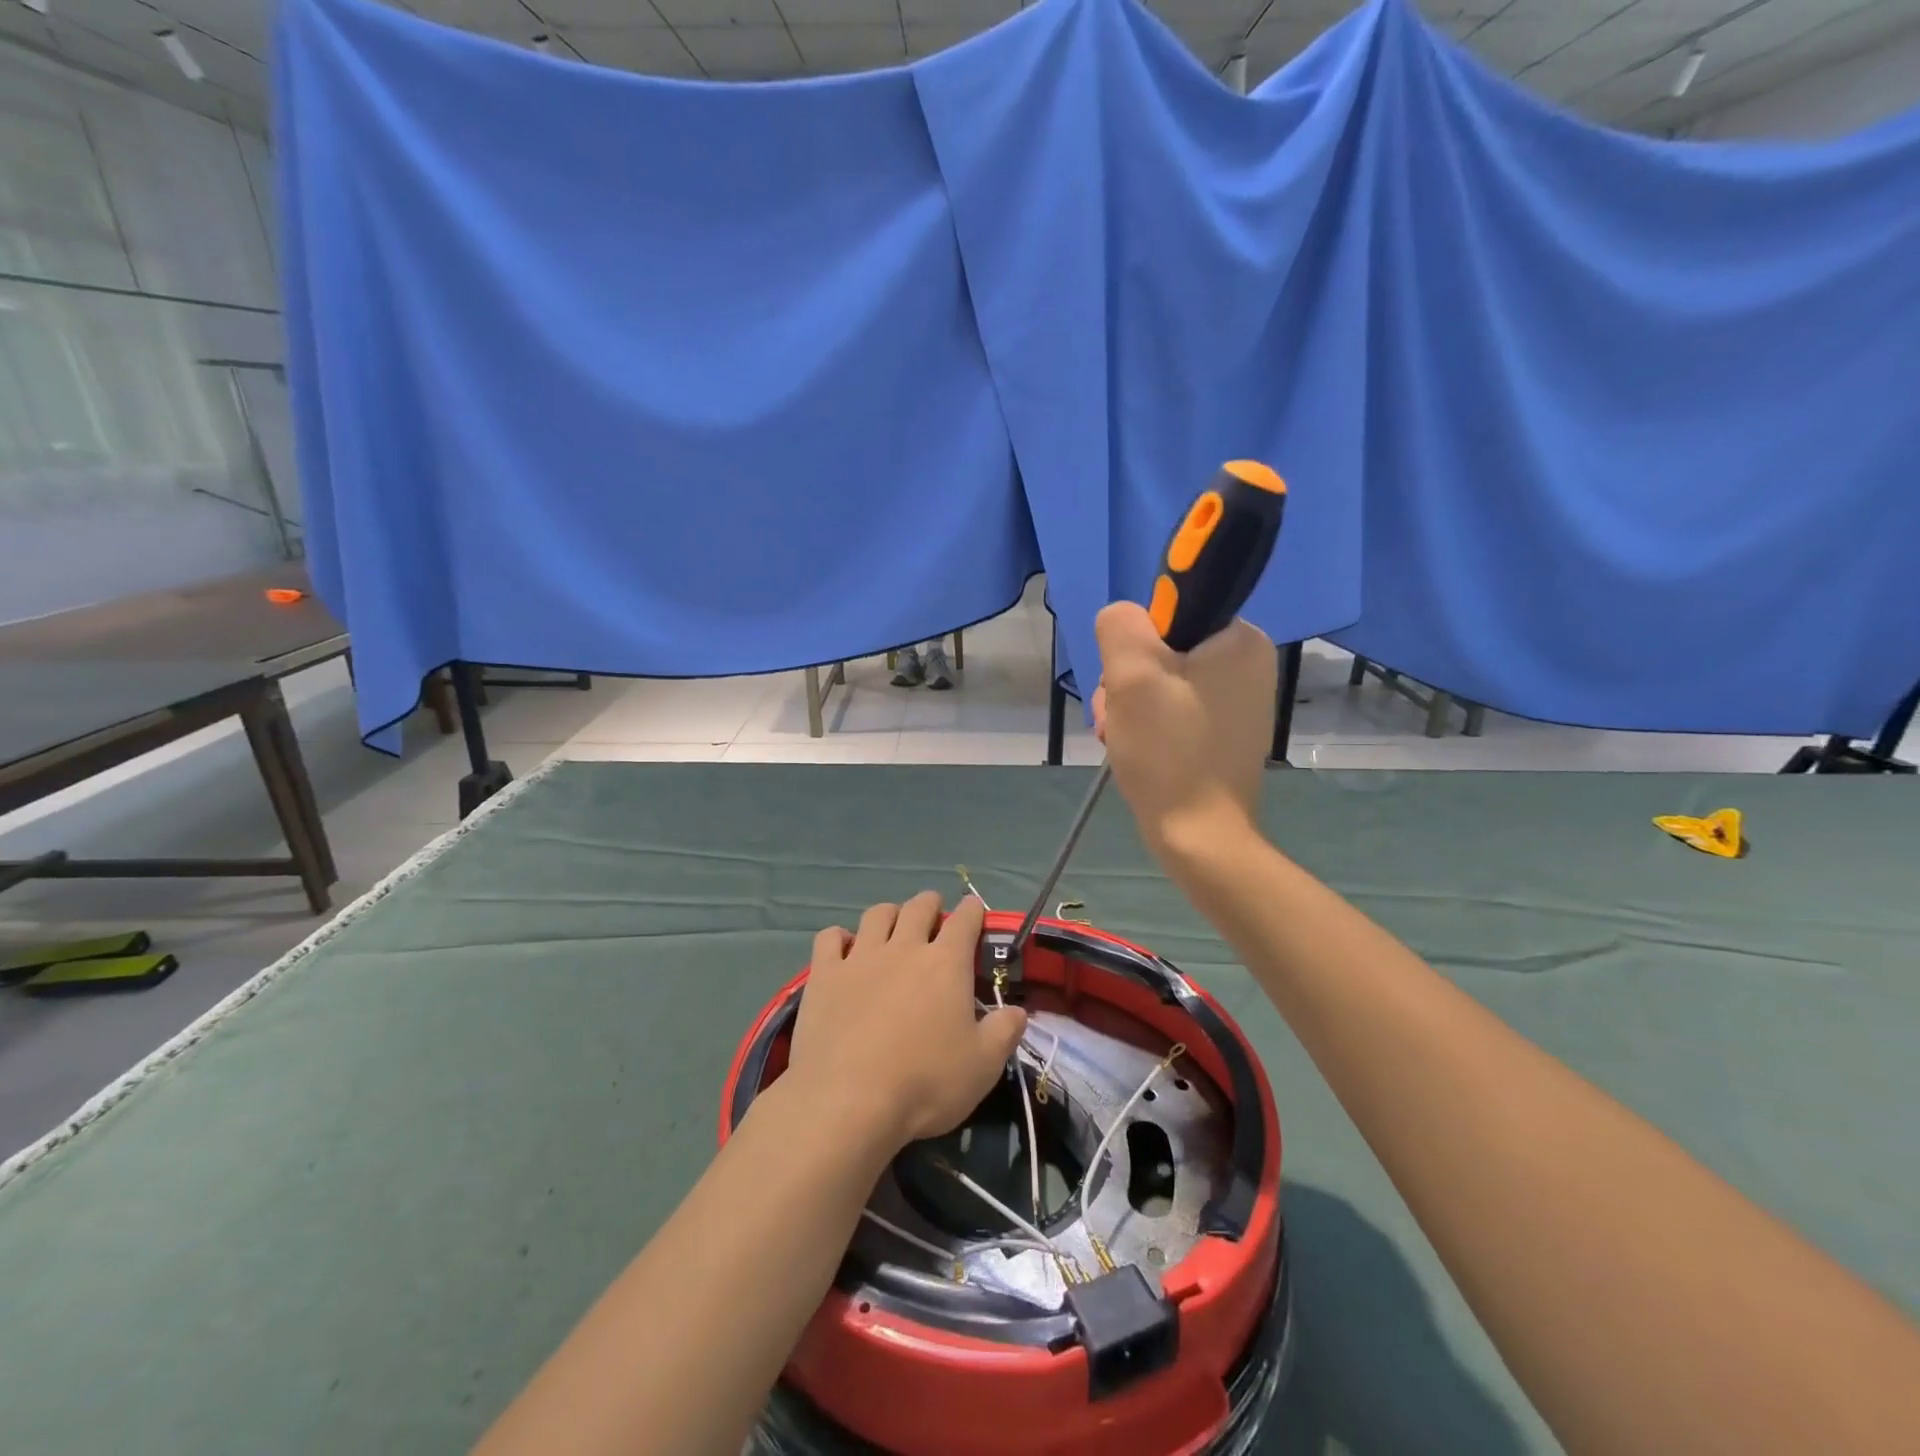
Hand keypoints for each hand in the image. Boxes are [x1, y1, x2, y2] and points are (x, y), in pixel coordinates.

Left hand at [788, 893, 1026, 1152]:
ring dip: (889, 913)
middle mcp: (904, 948)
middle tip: (934, 911)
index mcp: (946, 964)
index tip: (974, 908)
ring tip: (892, 923)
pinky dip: (839, 937)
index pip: (964, 920)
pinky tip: (843, 948)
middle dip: (930, 904)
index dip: (972, 910)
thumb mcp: (982, 1066)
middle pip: (918, 908)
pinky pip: (830, 938)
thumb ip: (1004, 1033)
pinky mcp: (824, 976)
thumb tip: (1019, 1011)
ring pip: (876, 915)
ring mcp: (860, 958)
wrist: (848, 1101)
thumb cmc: (925, 1083)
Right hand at [1092, 602, 1275, 853]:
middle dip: (1128, 682)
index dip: (1138, 644)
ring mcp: (1237, 702)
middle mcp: (1247, 664)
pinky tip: (1137, 751)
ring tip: (1123, 740)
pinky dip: (1149, 726)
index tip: (1128, 681)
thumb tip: (1123, 617)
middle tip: (1120, 718)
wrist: (1199, 837)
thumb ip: (1122, 626)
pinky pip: (1174, 709)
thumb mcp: (1133, 676)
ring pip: (1162, 682)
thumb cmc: (1169, 752)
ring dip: (1131, 707)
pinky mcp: (1223, 732)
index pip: (1171, 612)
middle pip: (1162, 650)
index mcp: (1240, 640)